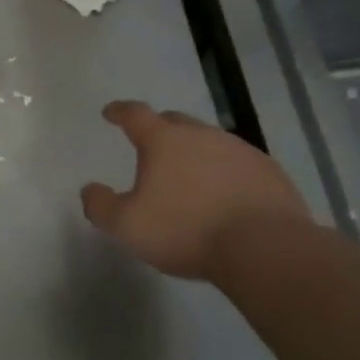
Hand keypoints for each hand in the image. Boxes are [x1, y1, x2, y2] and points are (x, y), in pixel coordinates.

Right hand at [81, 100, 311, 281]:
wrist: (264, 248)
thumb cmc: (186, 230)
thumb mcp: (127, 225)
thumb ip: (101, 206)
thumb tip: (90, 190)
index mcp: (164, 141)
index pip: (135, 114)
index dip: (120, 112)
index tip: (111, 112)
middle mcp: (202, 135)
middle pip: (175, 122)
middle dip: (159, 129)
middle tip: (151, 146)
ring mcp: (240, 150)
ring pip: (209, 142)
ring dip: (195, 153)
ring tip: (189, 177)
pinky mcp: (269, 172)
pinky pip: (238, 164)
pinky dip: (224, 173)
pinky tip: (224, 196)